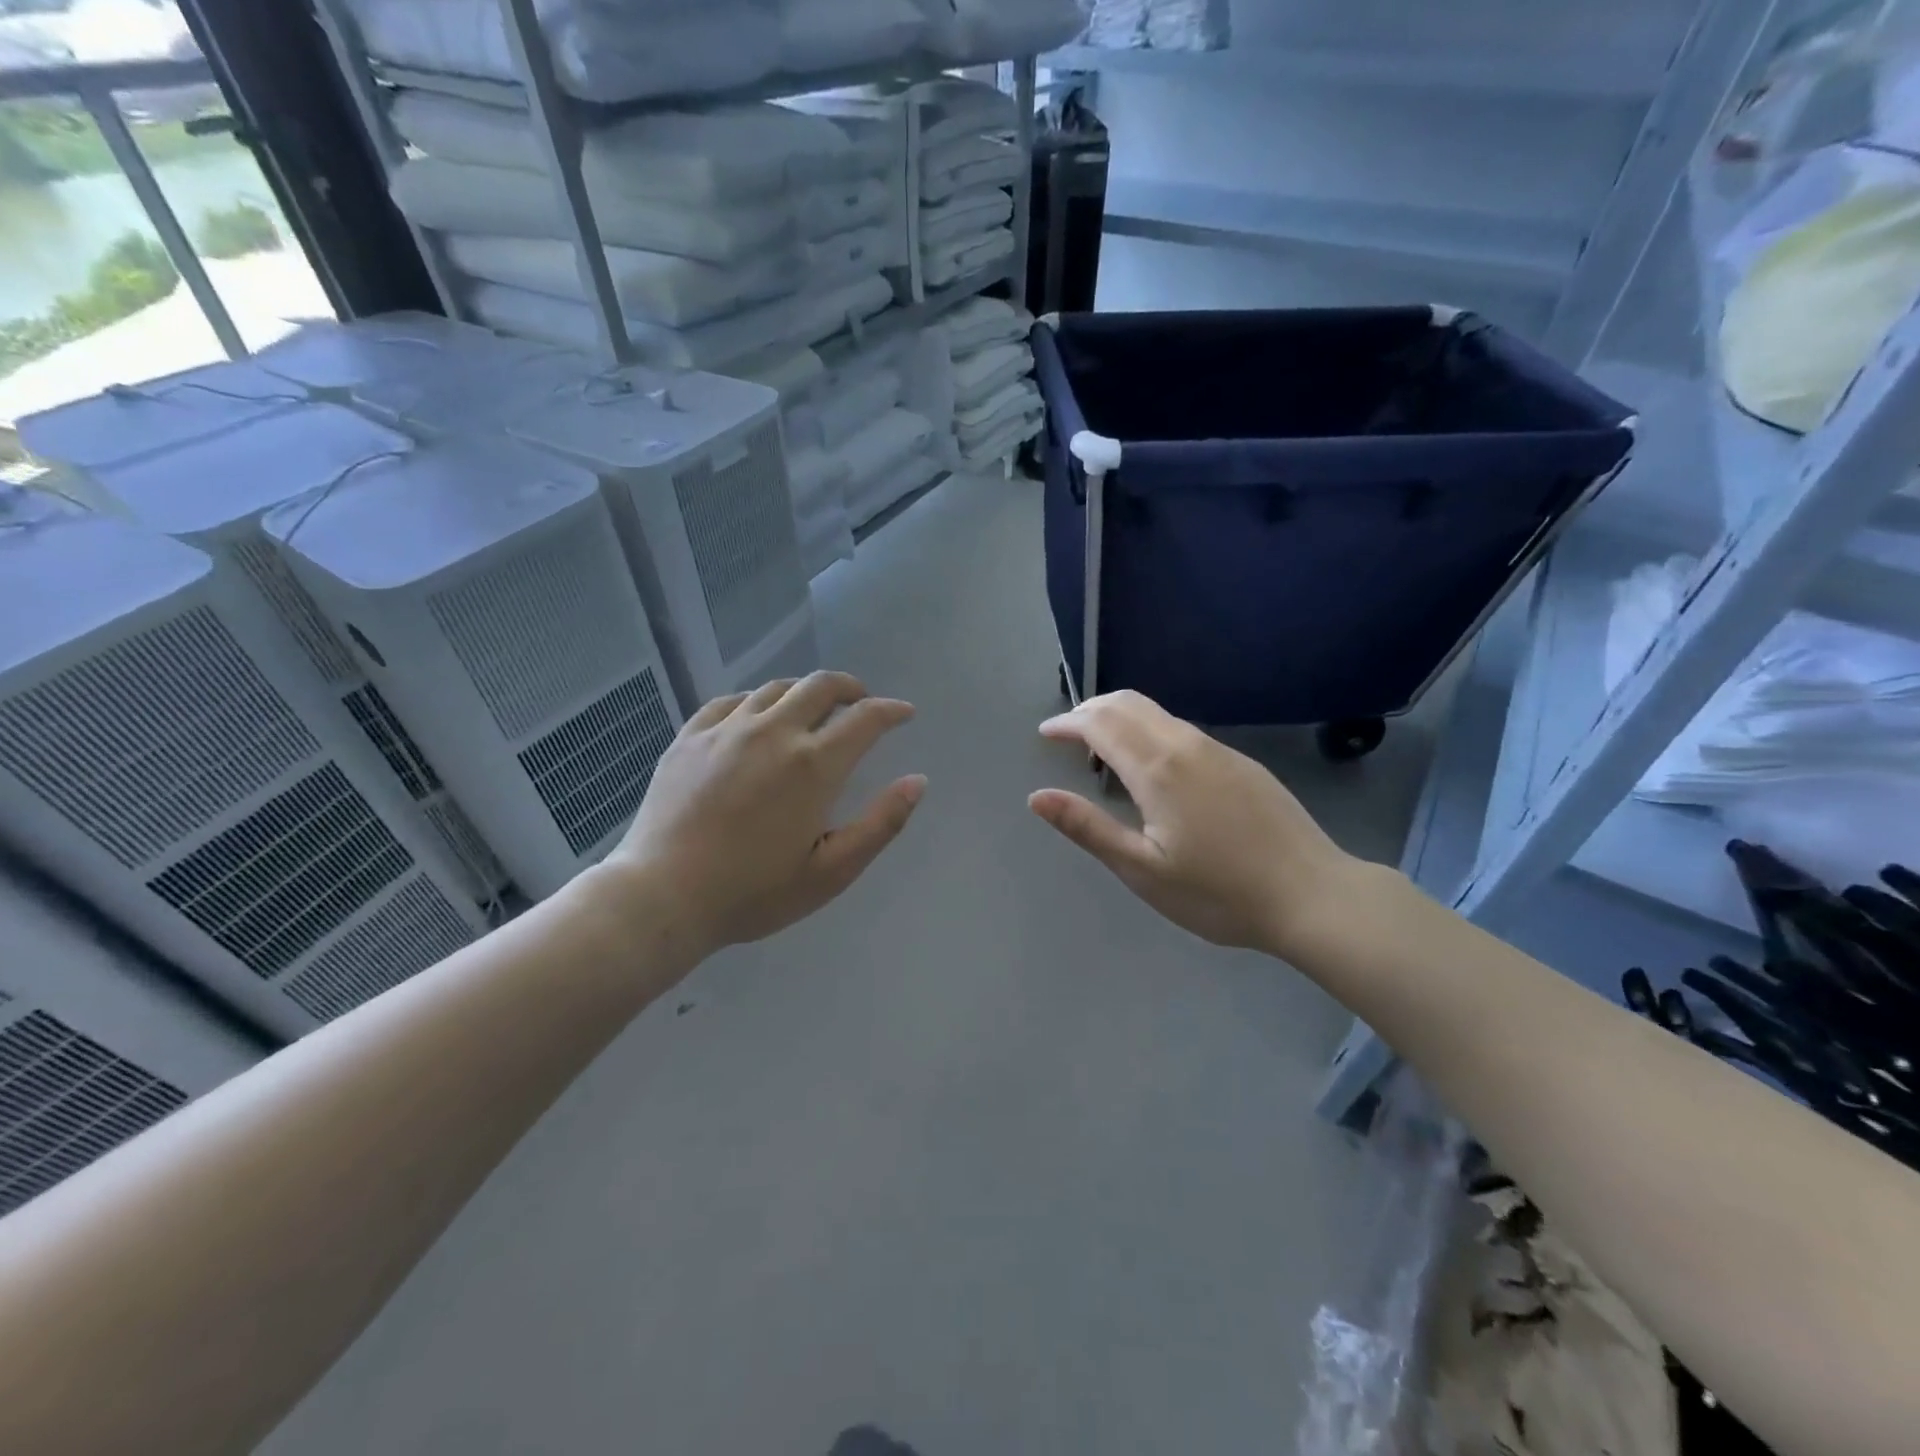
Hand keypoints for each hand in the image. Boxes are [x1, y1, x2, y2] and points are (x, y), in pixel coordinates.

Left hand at [609, 673, 925, 958]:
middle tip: (862, 702)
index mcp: (813, 764)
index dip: (891, 711)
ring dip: (805, 692)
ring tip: (813, 710)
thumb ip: (881, 824)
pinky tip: (757, 718)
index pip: (865, 718)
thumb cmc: (753, 892)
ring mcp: (726, 729)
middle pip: (821, 685)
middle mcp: (773, 732)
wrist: (661, 897)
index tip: (904, 714)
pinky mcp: (690, 736)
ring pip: (776, 688)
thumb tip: (917, 781)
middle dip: (851, 688)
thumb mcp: (832, 871)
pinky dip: (757, 702)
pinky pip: (731, 701)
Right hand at [1029, 692, 1354, 956]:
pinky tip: (1151, 767)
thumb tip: (1037, 796)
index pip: (1100, 723)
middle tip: (1067, 734)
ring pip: (1158, 713)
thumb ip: (1088, 828)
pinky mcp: (1241, 762)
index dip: (1068, 723)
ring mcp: (1219, 750)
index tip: (1046, 733)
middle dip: (1090, 709)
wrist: (1313, 896)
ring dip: (1120, 718)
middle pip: (1128, 704)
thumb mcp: (1143, 870)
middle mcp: (1186, 745)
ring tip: (1101, 749)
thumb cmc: (1219, 893)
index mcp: (1157, 769)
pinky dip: (1149, 730)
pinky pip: (1182, 729)